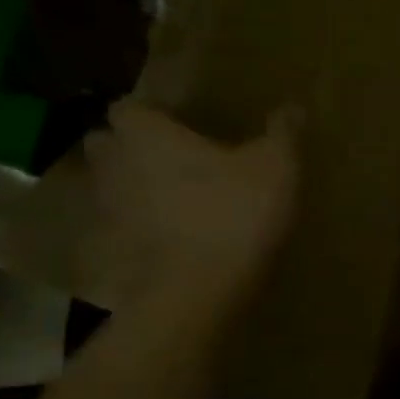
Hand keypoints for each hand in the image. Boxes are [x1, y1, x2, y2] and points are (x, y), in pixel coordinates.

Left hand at [82, 99, 300, 311]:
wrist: (197, 292)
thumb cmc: (233, 212)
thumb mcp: (275, 167)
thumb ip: (281, 133)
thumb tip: (293, 106)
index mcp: (146, 134)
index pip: (130, 106)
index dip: (152, 111)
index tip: (178, 119)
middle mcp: (114, 164)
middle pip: (108, 143)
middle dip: (131, 145)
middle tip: (171, 152)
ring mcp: (107, 210)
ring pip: (111, 185)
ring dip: (134, 185)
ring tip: (174, 193)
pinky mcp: (111, 250)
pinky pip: (121, 226)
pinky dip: (139, 225)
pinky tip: (172, 234)